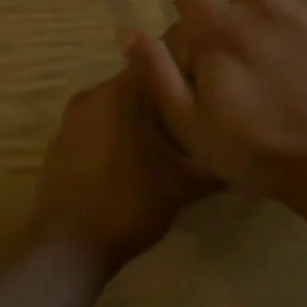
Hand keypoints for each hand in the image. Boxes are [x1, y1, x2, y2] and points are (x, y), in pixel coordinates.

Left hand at [32, 48, 216, 274]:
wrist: (67, 246)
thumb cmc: (129, 204)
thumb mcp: (183, 185)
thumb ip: (214, 163)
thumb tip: (246, 154)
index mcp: (122, 92)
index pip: (160, 61)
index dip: (186, 74)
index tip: (207, 92)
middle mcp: (93, 93)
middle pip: (139, 84)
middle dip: (165, 100)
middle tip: (194, 122)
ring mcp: (72, 117)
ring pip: (117, 105)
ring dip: (141, 118)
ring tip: (169, 144)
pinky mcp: (60, 141)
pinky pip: (97, 124)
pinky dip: (117, 133)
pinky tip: (135, 160)